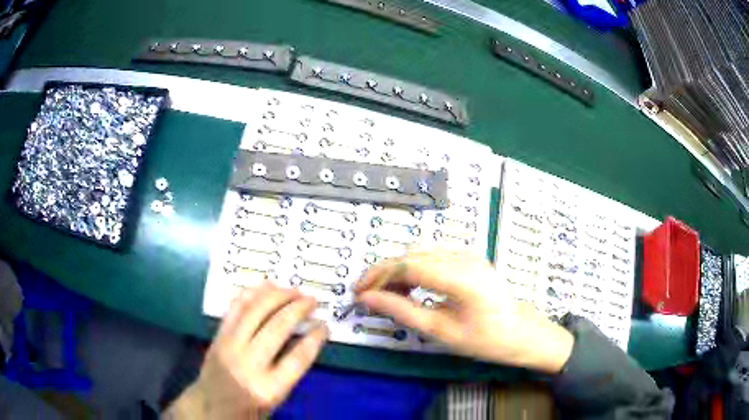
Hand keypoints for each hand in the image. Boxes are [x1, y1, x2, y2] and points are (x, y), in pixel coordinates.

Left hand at [166, 282, 327, 418]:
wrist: (209, 407)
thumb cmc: (247, 410)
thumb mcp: (276, 398)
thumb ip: (289, 370)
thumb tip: (304, 337)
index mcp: (268, 389)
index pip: (299, 357)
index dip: (315, 338)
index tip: (325, 325)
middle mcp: (248, 364)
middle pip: (278, 327)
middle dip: (298, 308)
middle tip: (312, 299)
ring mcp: (229, 346)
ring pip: (255, 311)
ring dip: (277, 295)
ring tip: (294, 290)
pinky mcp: (218, 336)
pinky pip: (235, 308)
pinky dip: (251, 293)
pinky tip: (266, 286)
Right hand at [356, 250, 573, 373]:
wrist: (522, 333)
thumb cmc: (485, 340)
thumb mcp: (440, 331)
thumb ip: (402, 311)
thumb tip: (367, 299)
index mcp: (459, 276)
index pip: (405, 264)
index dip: (376, 276)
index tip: (357, 292)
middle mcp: (463, 256)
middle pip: (410, 255)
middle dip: (383, 273)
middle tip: (366, 295)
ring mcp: (468, 254)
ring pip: (419, 253)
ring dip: (397, 270)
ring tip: (386, 295)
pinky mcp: (469, 258)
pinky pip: (432, 257)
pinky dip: (414, 269)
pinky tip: (409, 288)